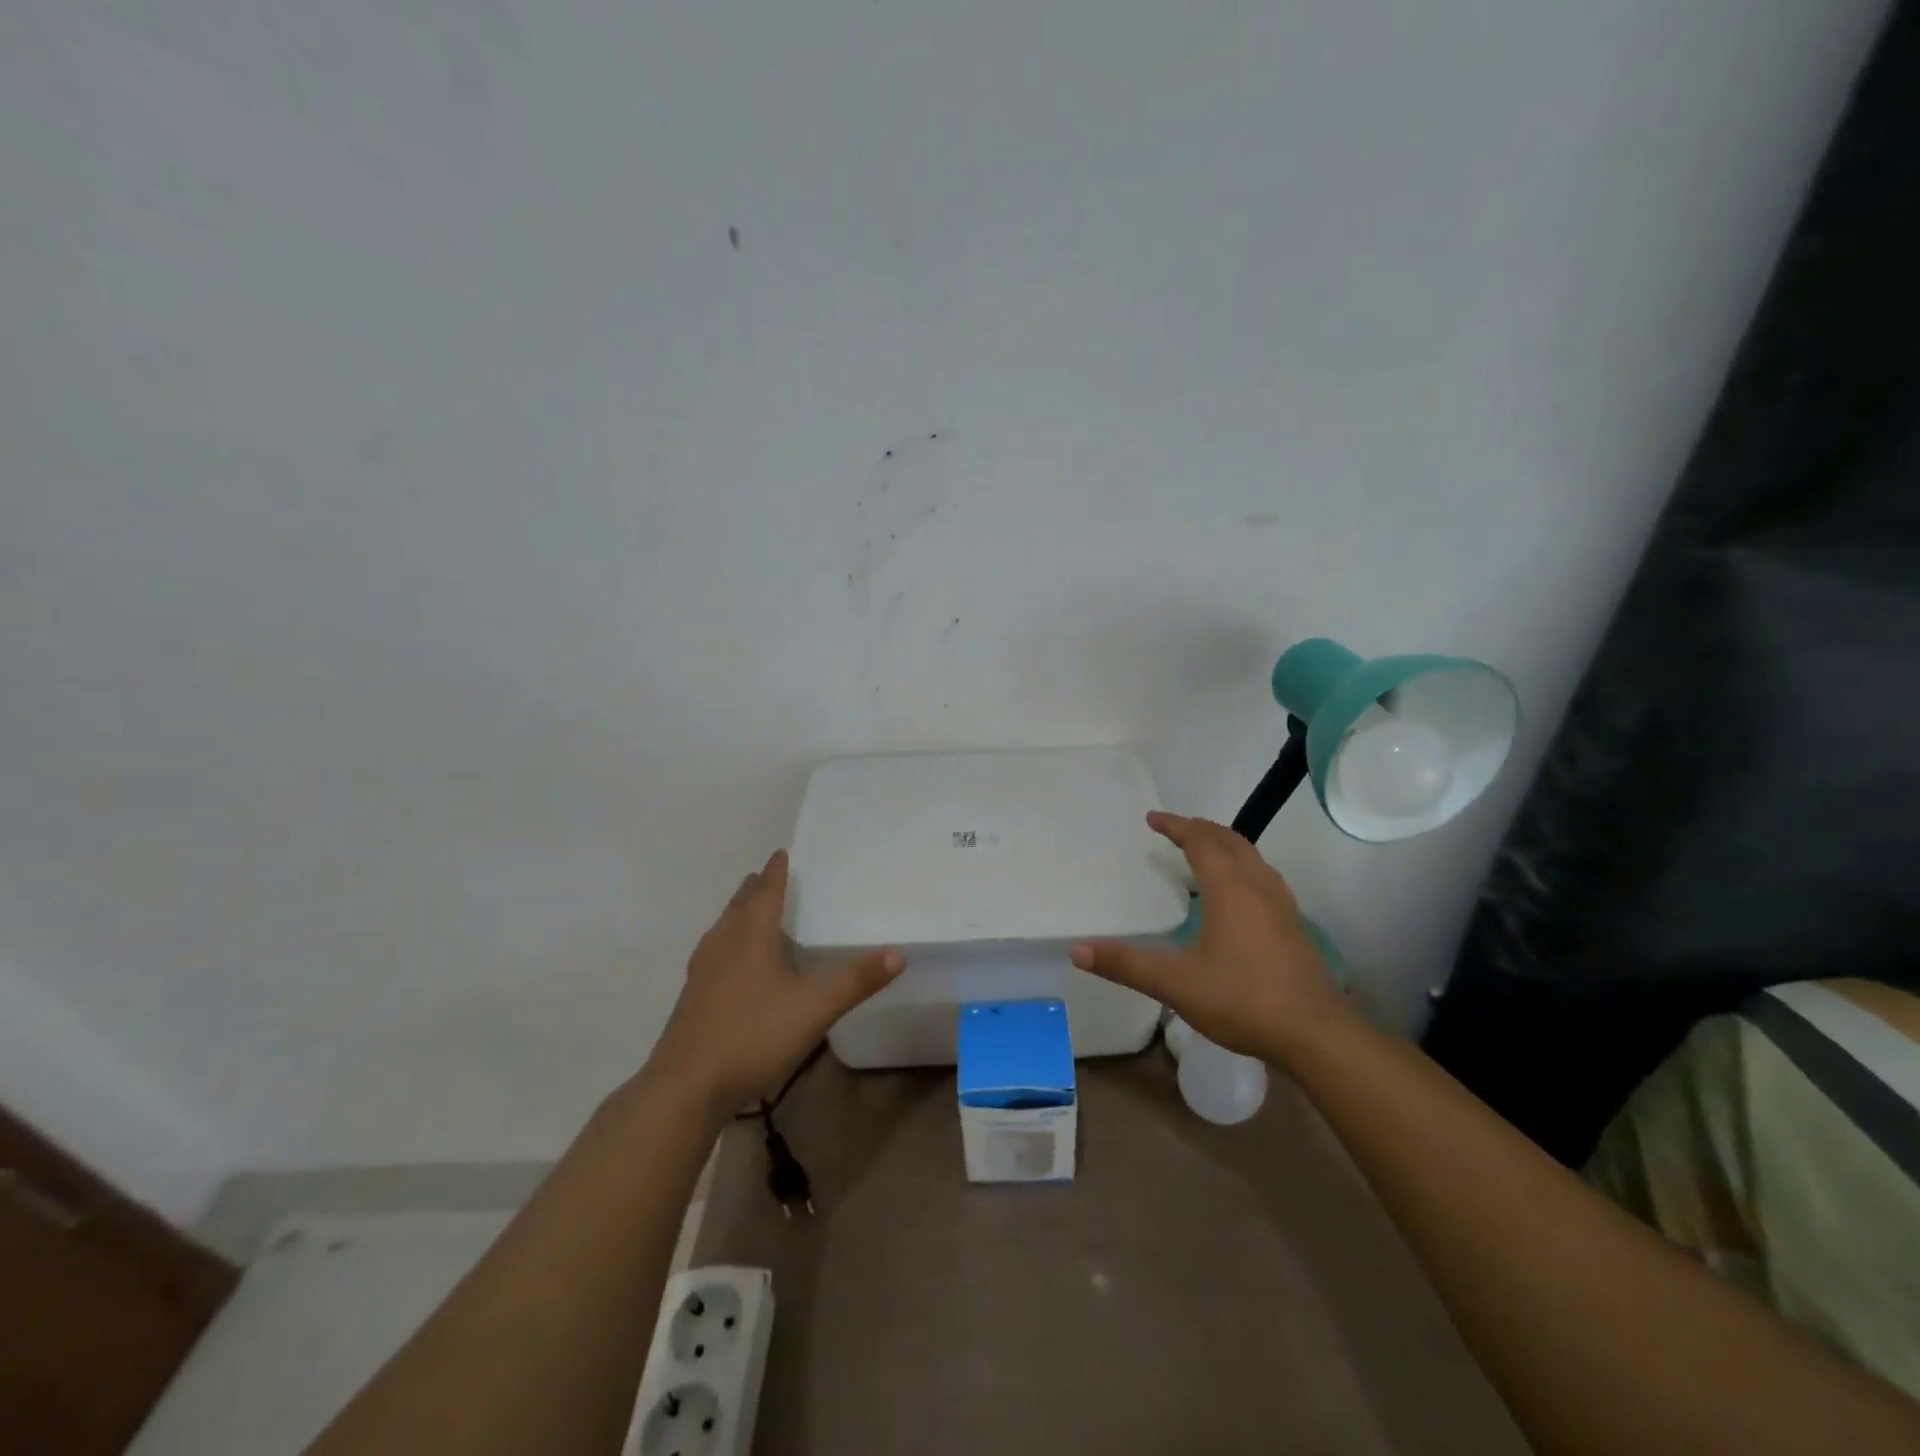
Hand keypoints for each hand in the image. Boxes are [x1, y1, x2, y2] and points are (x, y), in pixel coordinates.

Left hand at [642, 850, 902, 1118]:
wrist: (685, 1088)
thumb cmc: (752, 1037)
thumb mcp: (814, 1009)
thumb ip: (855, 981)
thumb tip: (897, 953)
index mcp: (751, 937)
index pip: (766, 892)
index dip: (776, 872)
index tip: (781, 852)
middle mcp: (724, 945)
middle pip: (740, 906)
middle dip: (755, 889)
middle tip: (768, 876)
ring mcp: (703, 972)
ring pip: (723, 929)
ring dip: (738, 913)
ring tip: (750, 910)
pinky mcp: (693, 997)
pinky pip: (714, 952)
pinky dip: (728, 941)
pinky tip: (733, 963)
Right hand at [1070, 812, 1348, 1064]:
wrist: (1316, 1033)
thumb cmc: (1243, 1000)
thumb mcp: (1176, 984)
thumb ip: (1127, 965)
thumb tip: (1077, 951)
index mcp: (1230, 889)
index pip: (1200, 841)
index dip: (1176, 825)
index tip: (1152, 819)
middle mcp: (1257, 886)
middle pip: (1230, 840)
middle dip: (1200, 828)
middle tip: (1174, 828)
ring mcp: (1281, 904)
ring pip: (1252, 856)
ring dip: (1225, 843)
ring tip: (1203, 850)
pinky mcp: (1293, 924)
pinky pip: (1264, 876)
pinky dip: (1243, 865)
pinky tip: (1238, 891)